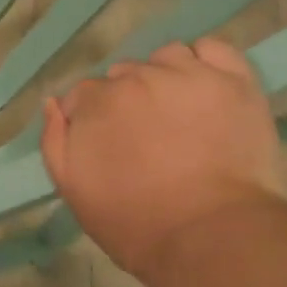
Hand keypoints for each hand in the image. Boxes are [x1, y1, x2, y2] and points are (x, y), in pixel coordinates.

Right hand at [42, 39, 285, 283]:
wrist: (211, 237)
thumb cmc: (136, 224)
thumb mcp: (74, 191)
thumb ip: (54, 141)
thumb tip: (52, 103)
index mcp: (97, 102)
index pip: (84, 95)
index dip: (94, 120)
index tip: (109, 147)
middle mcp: (139, 76)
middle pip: (126, 75)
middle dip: (129, 101)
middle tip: (148, 139)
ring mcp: (189, 74)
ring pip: (167, 58)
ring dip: (166, 77)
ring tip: (181, 114)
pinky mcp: (234, 80)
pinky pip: (213, 49)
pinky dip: (206, 62)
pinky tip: (206, 87)